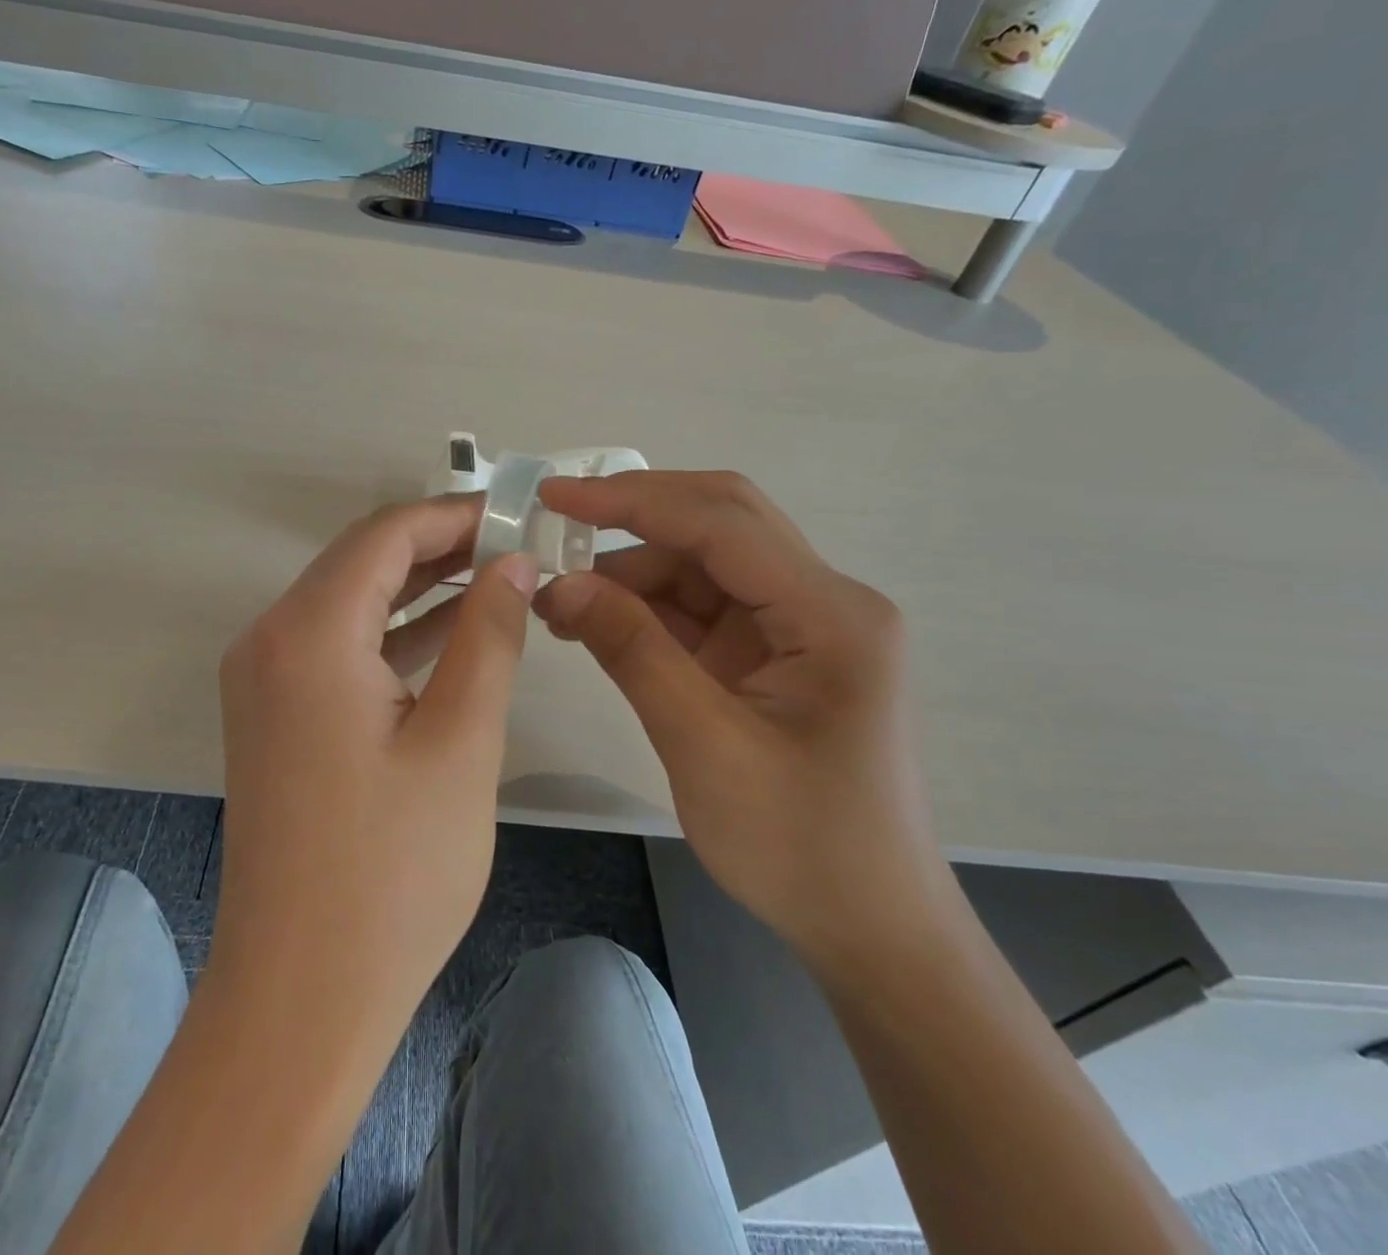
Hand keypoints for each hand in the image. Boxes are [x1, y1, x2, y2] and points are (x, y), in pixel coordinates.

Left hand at [211, 495, 535, 1055]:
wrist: (301, 995)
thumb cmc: (393, 872)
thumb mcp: (462, 741)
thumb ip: (489, 635)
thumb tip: (514, 564)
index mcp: (308, 634)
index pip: (385, 534)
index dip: (454, 516)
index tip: (517, 516)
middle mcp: (269, 640)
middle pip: (361, 560)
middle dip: (439, 546)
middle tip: (516, 547)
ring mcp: (263, 680)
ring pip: (349, 601)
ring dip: (418, 588)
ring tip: (497, 581)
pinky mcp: (273, 715)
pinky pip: (336, 647)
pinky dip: (392, 633)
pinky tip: (450, 636)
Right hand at [534, 471, 953, 971]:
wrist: (870, 927)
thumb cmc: (801, 846)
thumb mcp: (703, 746)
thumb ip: (633, 652)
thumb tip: (561, 584)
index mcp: (829, 614)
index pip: (720, 524)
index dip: (631, 501)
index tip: (554, 496)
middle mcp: (822, 601)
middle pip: (719, 524)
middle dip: (634, 518)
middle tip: (556, 526)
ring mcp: (798, 626)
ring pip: (702, 564)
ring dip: (631, 571)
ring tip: (562, 601)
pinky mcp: (772, 653)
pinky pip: (700, 607)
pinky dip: (645, 608)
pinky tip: (595, 623)